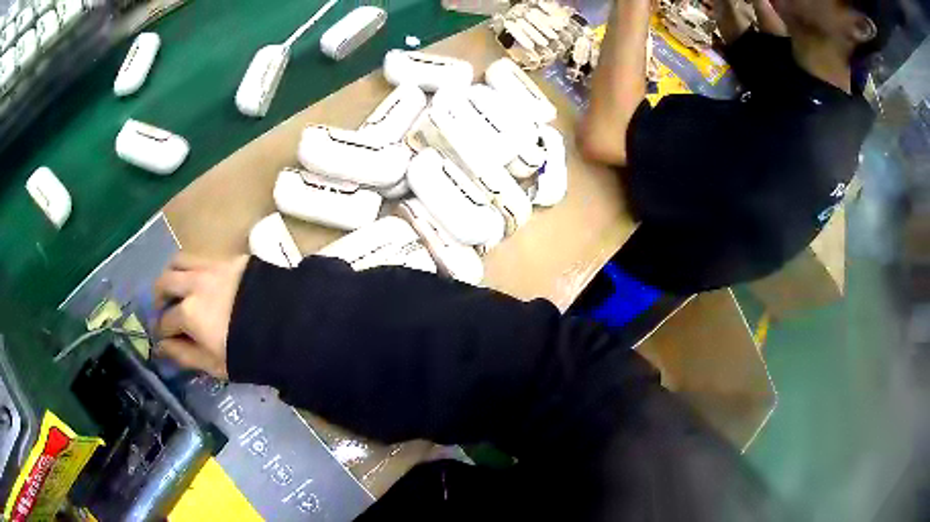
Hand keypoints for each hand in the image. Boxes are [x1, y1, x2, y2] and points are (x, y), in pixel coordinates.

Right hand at [153, 253, 249, 378]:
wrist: (286, 326)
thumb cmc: (248, 353)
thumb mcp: (213, 364)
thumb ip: (183, 354)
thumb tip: (161, 348)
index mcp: (188, 313)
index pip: (165, 321)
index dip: (160, 332)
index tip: (161, 337)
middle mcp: (194, 284)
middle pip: (164, 283)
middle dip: (158, 298)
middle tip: (162, 309)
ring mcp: (211, 267)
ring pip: (179, 261)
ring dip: (171, 274)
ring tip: (175, 288)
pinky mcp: (229, 259)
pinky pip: (201, 257)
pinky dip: (191, 267)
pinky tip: (198, 280)